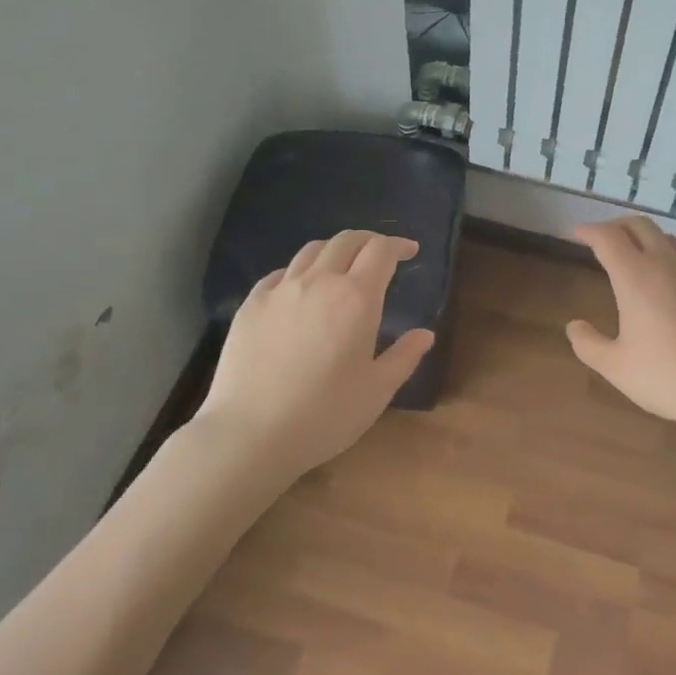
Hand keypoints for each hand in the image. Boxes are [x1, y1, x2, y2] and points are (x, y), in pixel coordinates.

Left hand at [197, 230, 434, 475]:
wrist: (250, 434)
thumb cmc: (324, 415)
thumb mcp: (377, 391)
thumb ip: (404, 357)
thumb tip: (424, 334)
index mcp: (356, 298)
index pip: (381, 251)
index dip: (398, 245)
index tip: (410, 251)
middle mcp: (318, 282)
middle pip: (346, 240)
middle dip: (368, 240)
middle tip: (380, 253)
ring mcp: (280, 290)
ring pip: (311, 251)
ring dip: (334, 251)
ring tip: (341, 267)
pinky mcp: (251, 305)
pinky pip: (279, 274)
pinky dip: (299, 272)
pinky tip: (299, 290)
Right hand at [566, 217, 675, 438]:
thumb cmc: (669, 377)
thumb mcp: (617, 367)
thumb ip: (589, 344)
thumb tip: (575, 326)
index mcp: (636, 276)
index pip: (607, 237)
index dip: (588, 231)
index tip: (576, 234)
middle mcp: (668, 263)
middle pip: (640, 225)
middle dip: (617, 225)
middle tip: (603, 238)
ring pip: (669, 240)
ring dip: (647, 240)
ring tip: (637, 257)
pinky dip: (673, 263)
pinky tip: (673, 289)